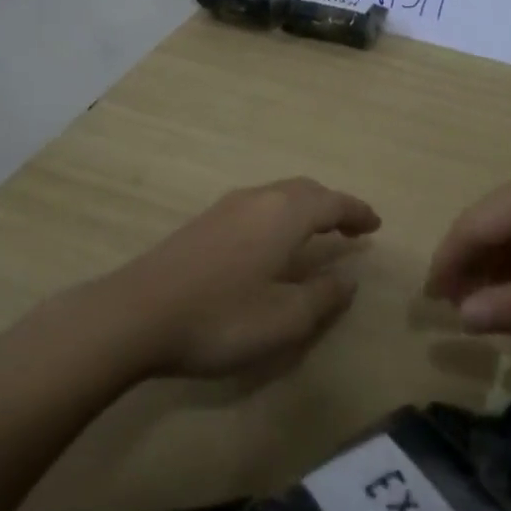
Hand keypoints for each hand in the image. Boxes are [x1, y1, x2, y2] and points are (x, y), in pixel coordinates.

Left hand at [94, 178, 381, 377]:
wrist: (134, 315)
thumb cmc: (220, 318)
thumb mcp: (284, 320)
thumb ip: (323, 297)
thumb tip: (348, 278)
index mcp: (284, 215)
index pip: (333, 203)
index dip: (358, 213)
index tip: (376, 225)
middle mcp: (257, 199)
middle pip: (305, 190)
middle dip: (332, 205)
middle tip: (350, 227)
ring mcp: (225, 207)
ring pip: (277, 195)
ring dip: (304, 208)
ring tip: (316, 233)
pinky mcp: (202, 222)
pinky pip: (256, 206)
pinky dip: (279, 215)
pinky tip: (271, 242)